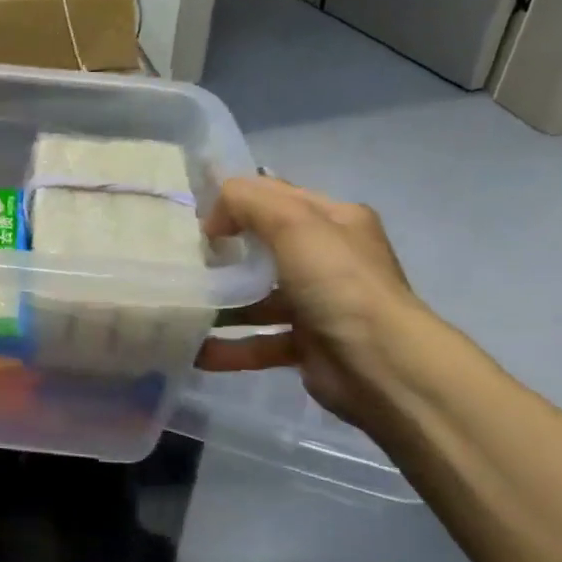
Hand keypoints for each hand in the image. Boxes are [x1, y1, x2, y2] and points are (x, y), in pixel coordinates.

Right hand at [196, 175, 430, 425]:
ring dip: (222, 303)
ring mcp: (319, 304)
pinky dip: (229, 347)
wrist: (379, 363)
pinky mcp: (307, 345)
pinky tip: (194, 351)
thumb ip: (248, 202)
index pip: (278, 198)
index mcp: (335, 221)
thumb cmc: (337, 283)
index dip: (238, 202)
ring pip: (259, 298)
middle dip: (225, 253)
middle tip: (186, 261)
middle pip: (266, 247)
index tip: (197, 219)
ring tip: (182, 306)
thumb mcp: (293, 223)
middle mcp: (330, 260)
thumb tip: (214, 217)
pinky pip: (259, 341)